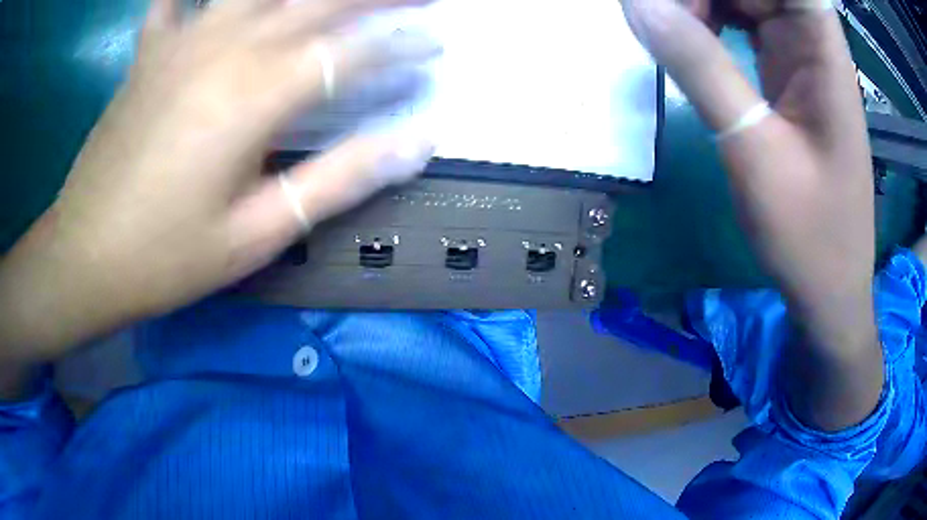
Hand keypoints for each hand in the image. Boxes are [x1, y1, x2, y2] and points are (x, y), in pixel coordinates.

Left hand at [0, 0, 438, 361]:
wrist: (83, 257)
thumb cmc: (165, 258)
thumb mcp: (257, 234)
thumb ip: (338, 178)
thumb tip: (416, 142)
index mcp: (257, 93)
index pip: (354, 52)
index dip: (402, 47)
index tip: (437, 45)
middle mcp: (226, 46)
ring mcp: (183, 40)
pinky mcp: (149, 53)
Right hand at [621, 0, 881, 429]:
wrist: (829, 286)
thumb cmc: (808, 233)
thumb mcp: (753, 149)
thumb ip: (699, 66)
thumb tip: (637, 4)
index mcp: (823, 49)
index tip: (675, 2)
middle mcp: (813, 41)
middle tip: (657, 16)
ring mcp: (800, 56)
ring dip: (700, 4)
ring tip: (667, 31)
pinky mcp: (786, 73)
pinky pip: (741, 22)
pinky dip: (709, 23)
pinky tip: (688, 43)